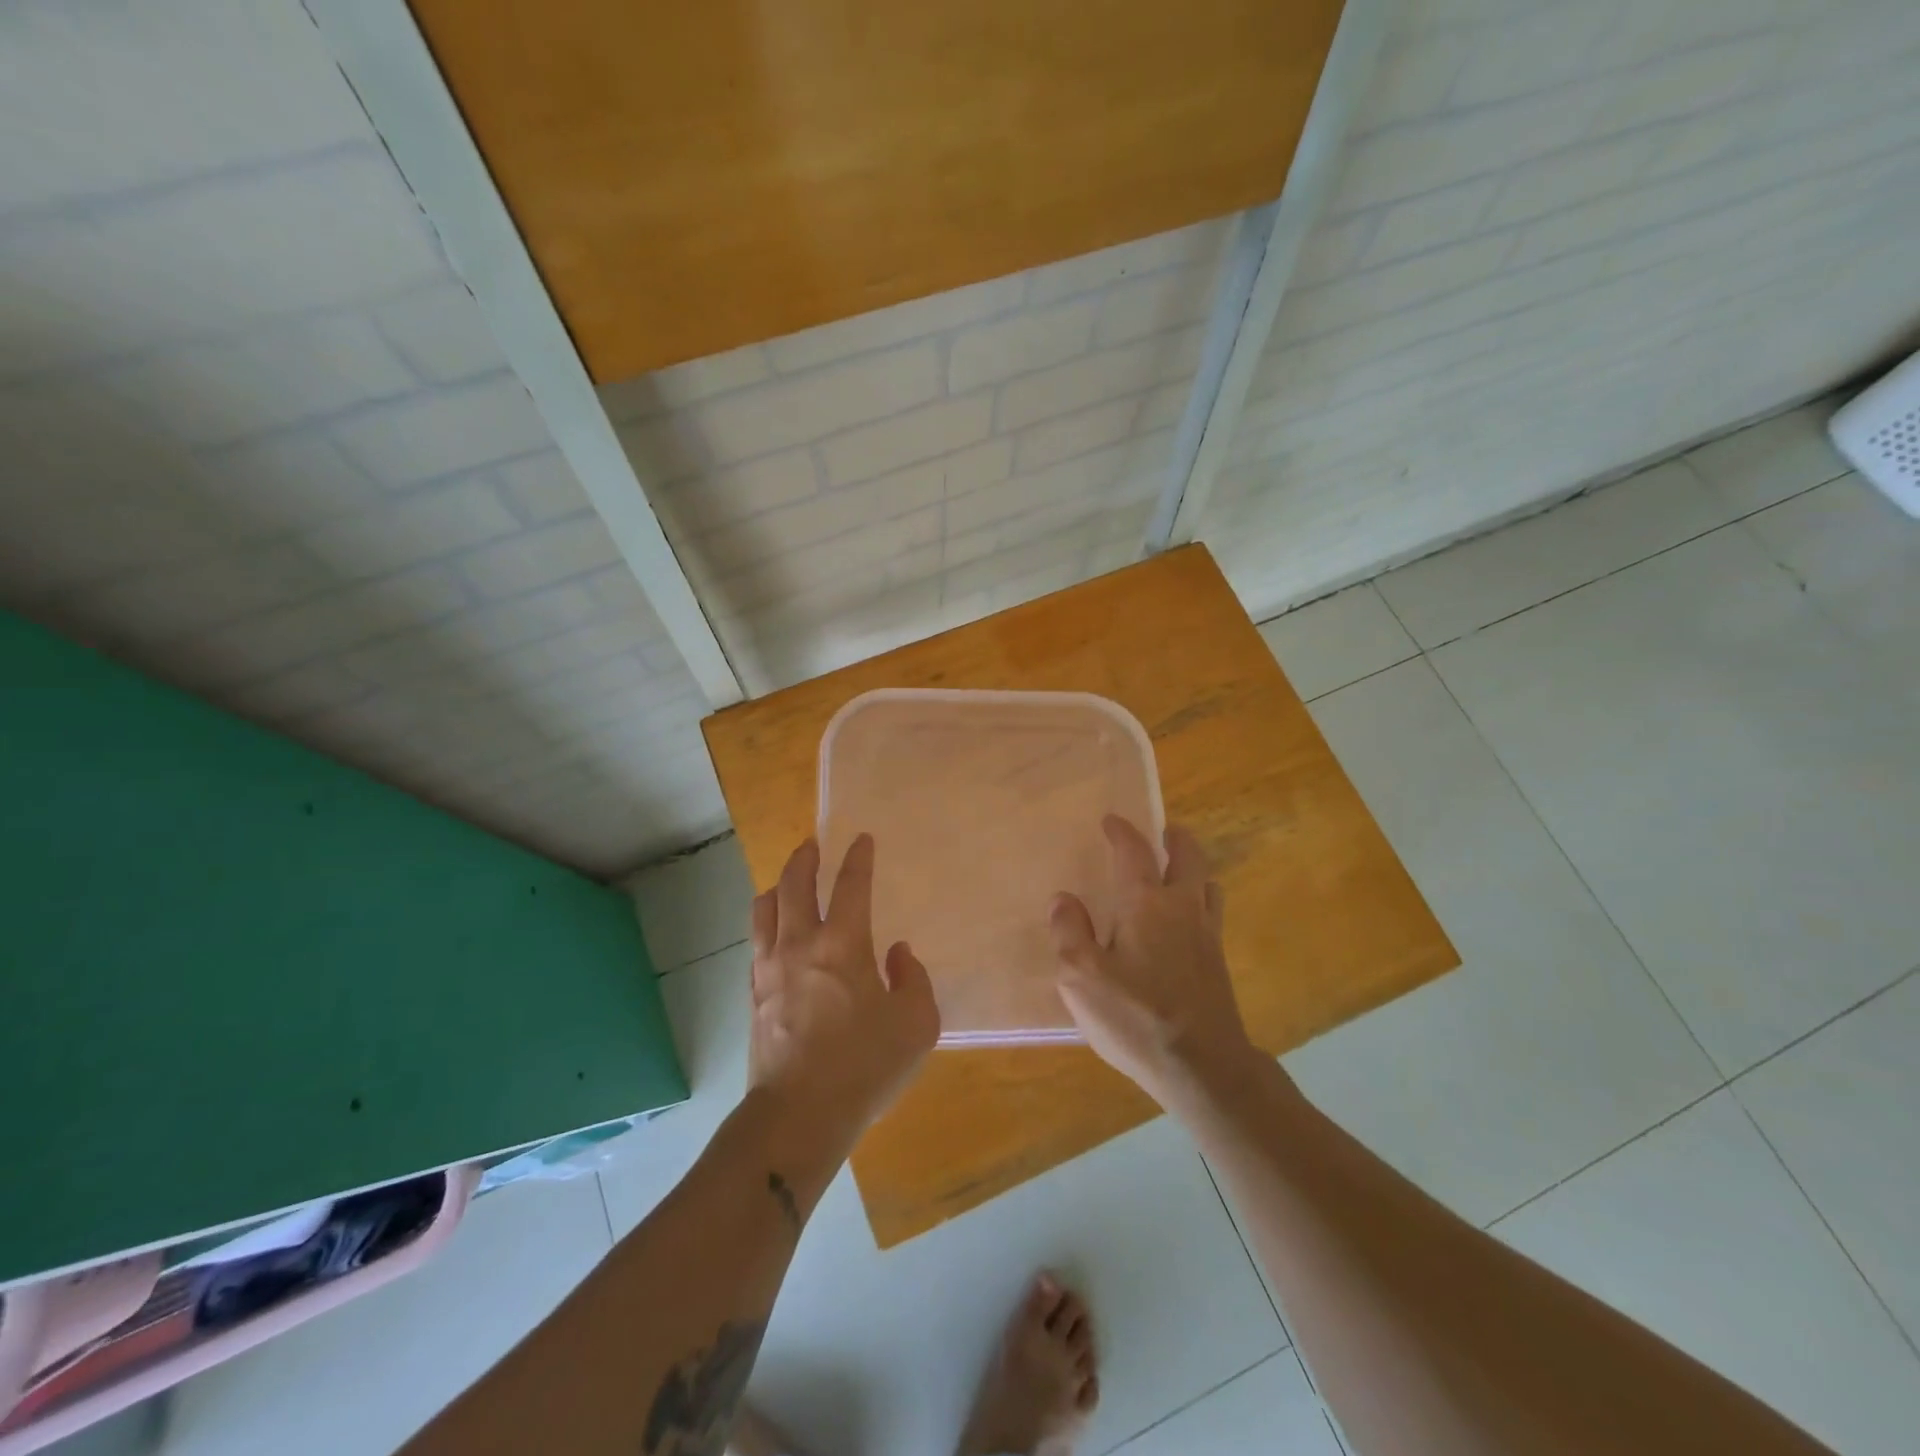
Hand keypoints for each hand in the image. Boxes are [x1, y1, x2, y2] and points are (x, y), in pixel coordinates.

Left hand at [748, 835, 939, 1149]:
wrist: (798, 1115)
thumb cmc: (864, 1066)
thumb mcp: (917, 1025)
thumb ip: (914, 980)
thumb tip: (897, 953)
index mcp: (844, 944)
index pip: (851, 885)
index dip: (858, 858)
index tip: (861, 840)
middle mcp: (802, 944)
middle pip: (795, 884)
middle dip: (805, 858)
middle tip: (812, 844)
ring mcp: (770, 967)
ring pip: (765, 907)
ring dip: (779, 885)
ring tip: (788, 880)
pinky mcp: (754, 992)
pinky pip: (756, 940)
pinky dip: (766, 921)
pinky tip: (774, 929)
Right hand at [1048, 816, 1255, 1104]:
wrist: (1203, 1066)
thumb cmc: (1136, 1017)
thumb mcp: (1082, 978)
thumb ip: (1069, 932)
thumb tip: (1063, 900)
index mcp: (1145, 904)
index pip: (1134, 852)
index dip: (1122, 832)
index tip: (1111, 821)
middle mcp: (1181, 908)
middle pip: (1189, 858)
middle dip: (1176, 839)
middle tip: (1165, 832)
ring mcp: (1206, 935)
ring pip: (1208, 886)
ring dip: (1194, 871)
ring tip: (1179, 874)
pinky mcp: (1218, 964)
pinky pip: (1212, 916)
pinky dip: (1201, 903)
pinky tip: (1186, 925)